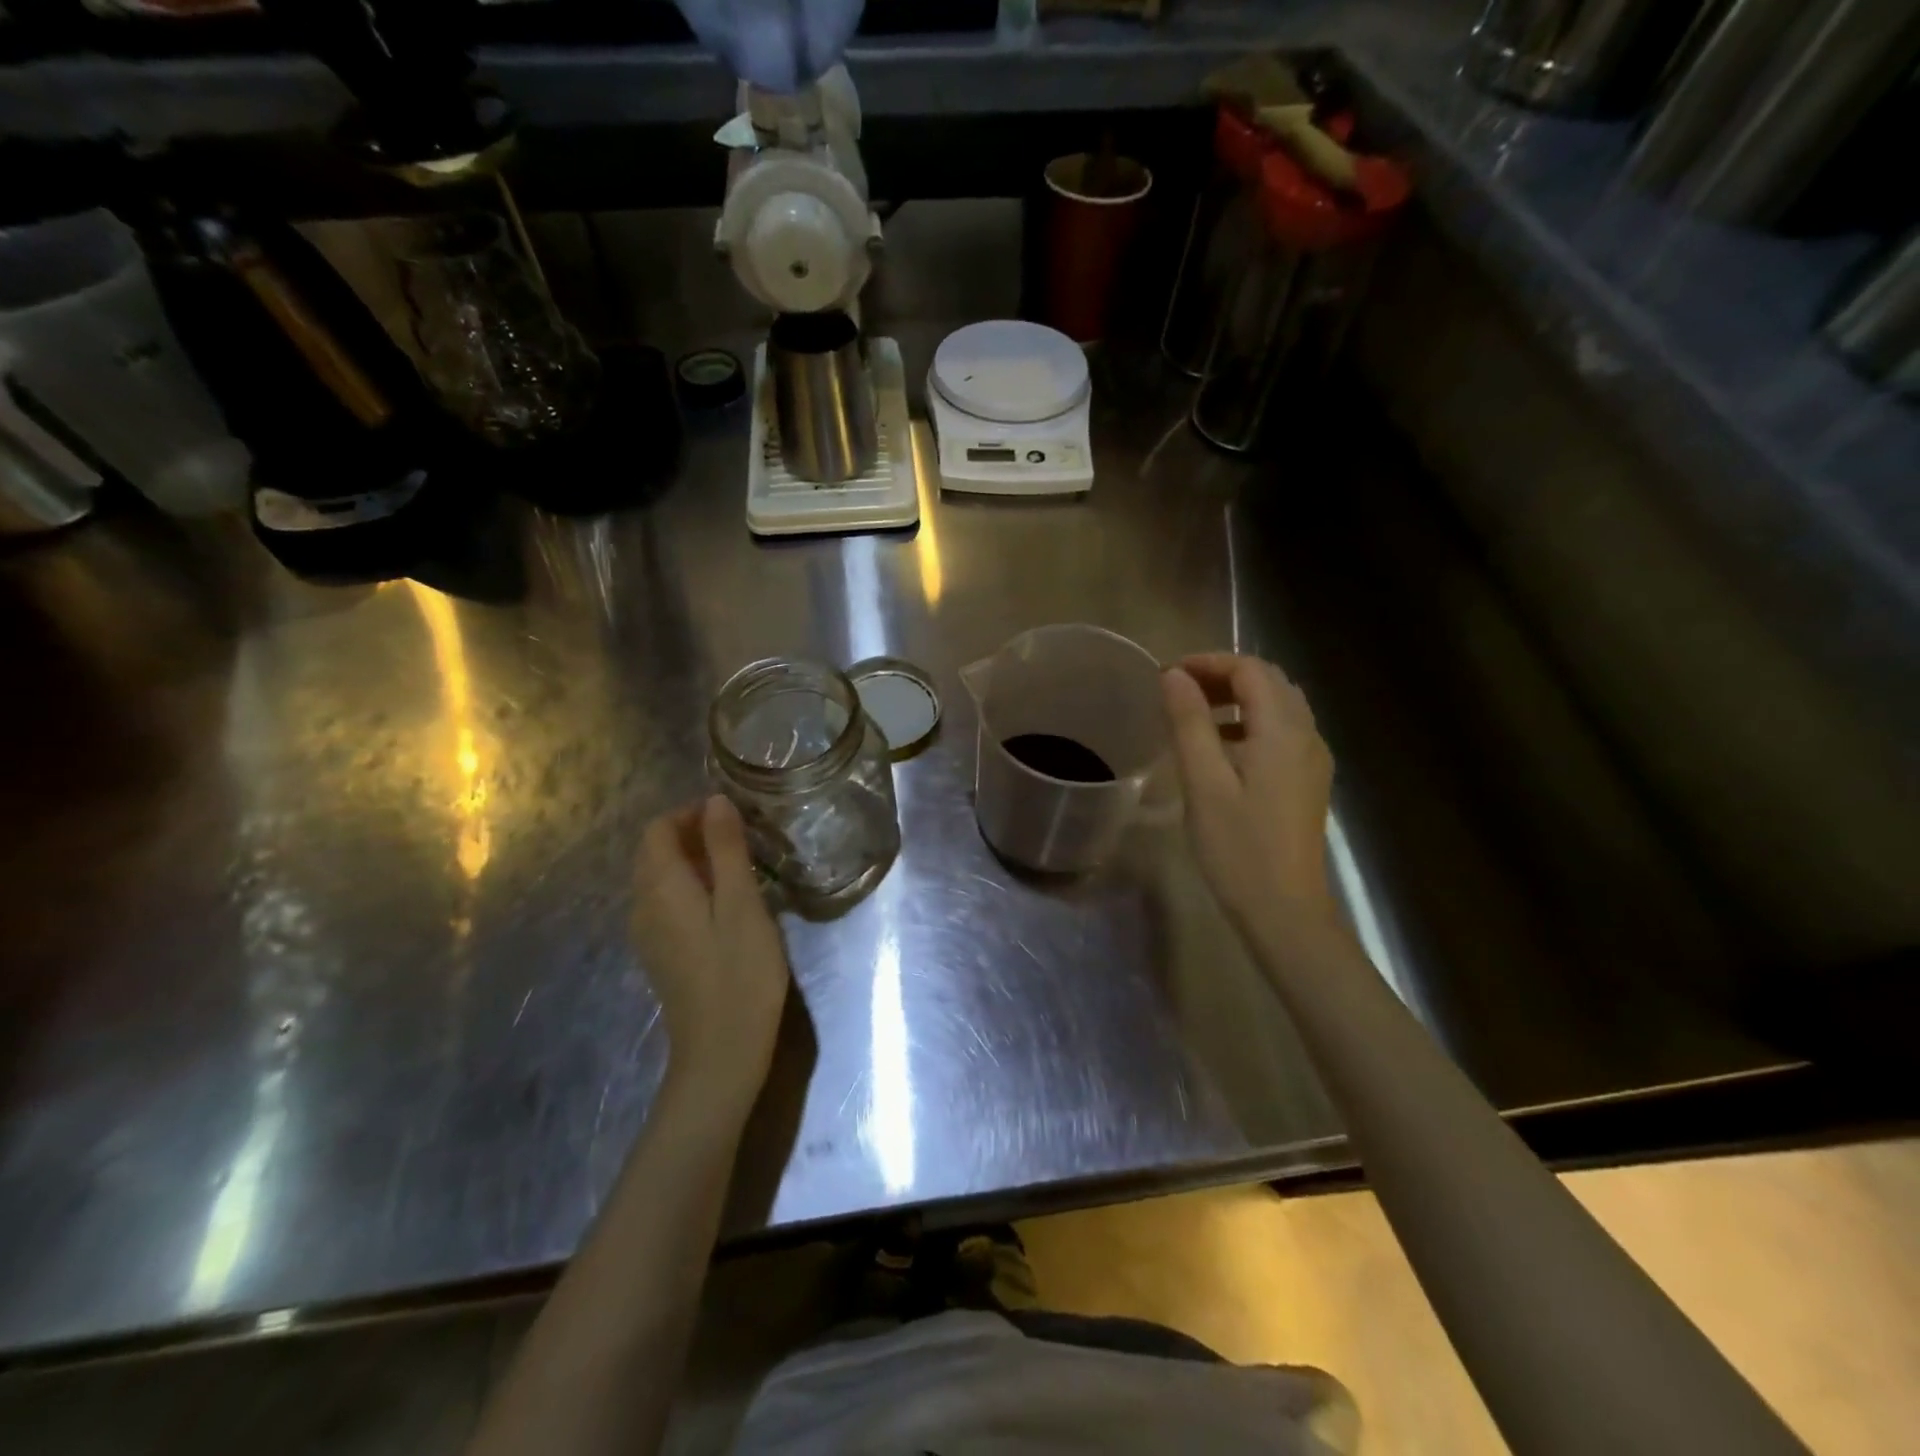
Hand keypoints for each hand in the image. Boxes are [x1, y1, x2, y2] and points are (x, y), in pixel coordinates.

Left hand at [631, 796, 791, 1109]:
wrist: (721, 1052)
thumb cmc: (740, 972)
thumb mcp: (742, 903)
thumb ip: (726, 849)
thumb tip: (714, 801)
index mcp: (660, 888)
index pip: (657, 829)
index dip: (691, 814)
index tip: (734, 818)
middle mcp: (643, 906)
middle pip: (655, 852)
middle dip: (693, 835)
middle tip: (742, 840)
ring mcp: (648, 934)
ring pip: (661, 879)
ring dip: (694, 862)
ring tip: (740, 869)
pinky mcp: (660, 954)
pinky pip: (667, 904)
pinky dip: (691, 889)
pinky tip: (726, 906)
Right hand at [1162, 653, 1337, 935]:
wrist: (1285, 910)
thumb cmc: (1238, 847)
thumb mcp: (1204, 782)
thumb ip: (1190, 723)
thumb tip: (1174, 676)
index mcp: (1283, 731)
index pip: (1250, 670)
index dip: (1209, 662)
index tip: (1167, 675)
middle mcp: (1307, 735)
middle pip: (1270, 681)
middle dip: (1224, 674)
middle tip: (1178, 689)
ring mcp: (1313, 759)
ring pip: (1279, 705)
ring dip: (1238, 697)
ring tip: (1194, 713)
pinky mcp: (1308, 781)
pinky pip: (1282, 731)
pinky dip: (1250, 722)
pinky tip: (1221, 747)